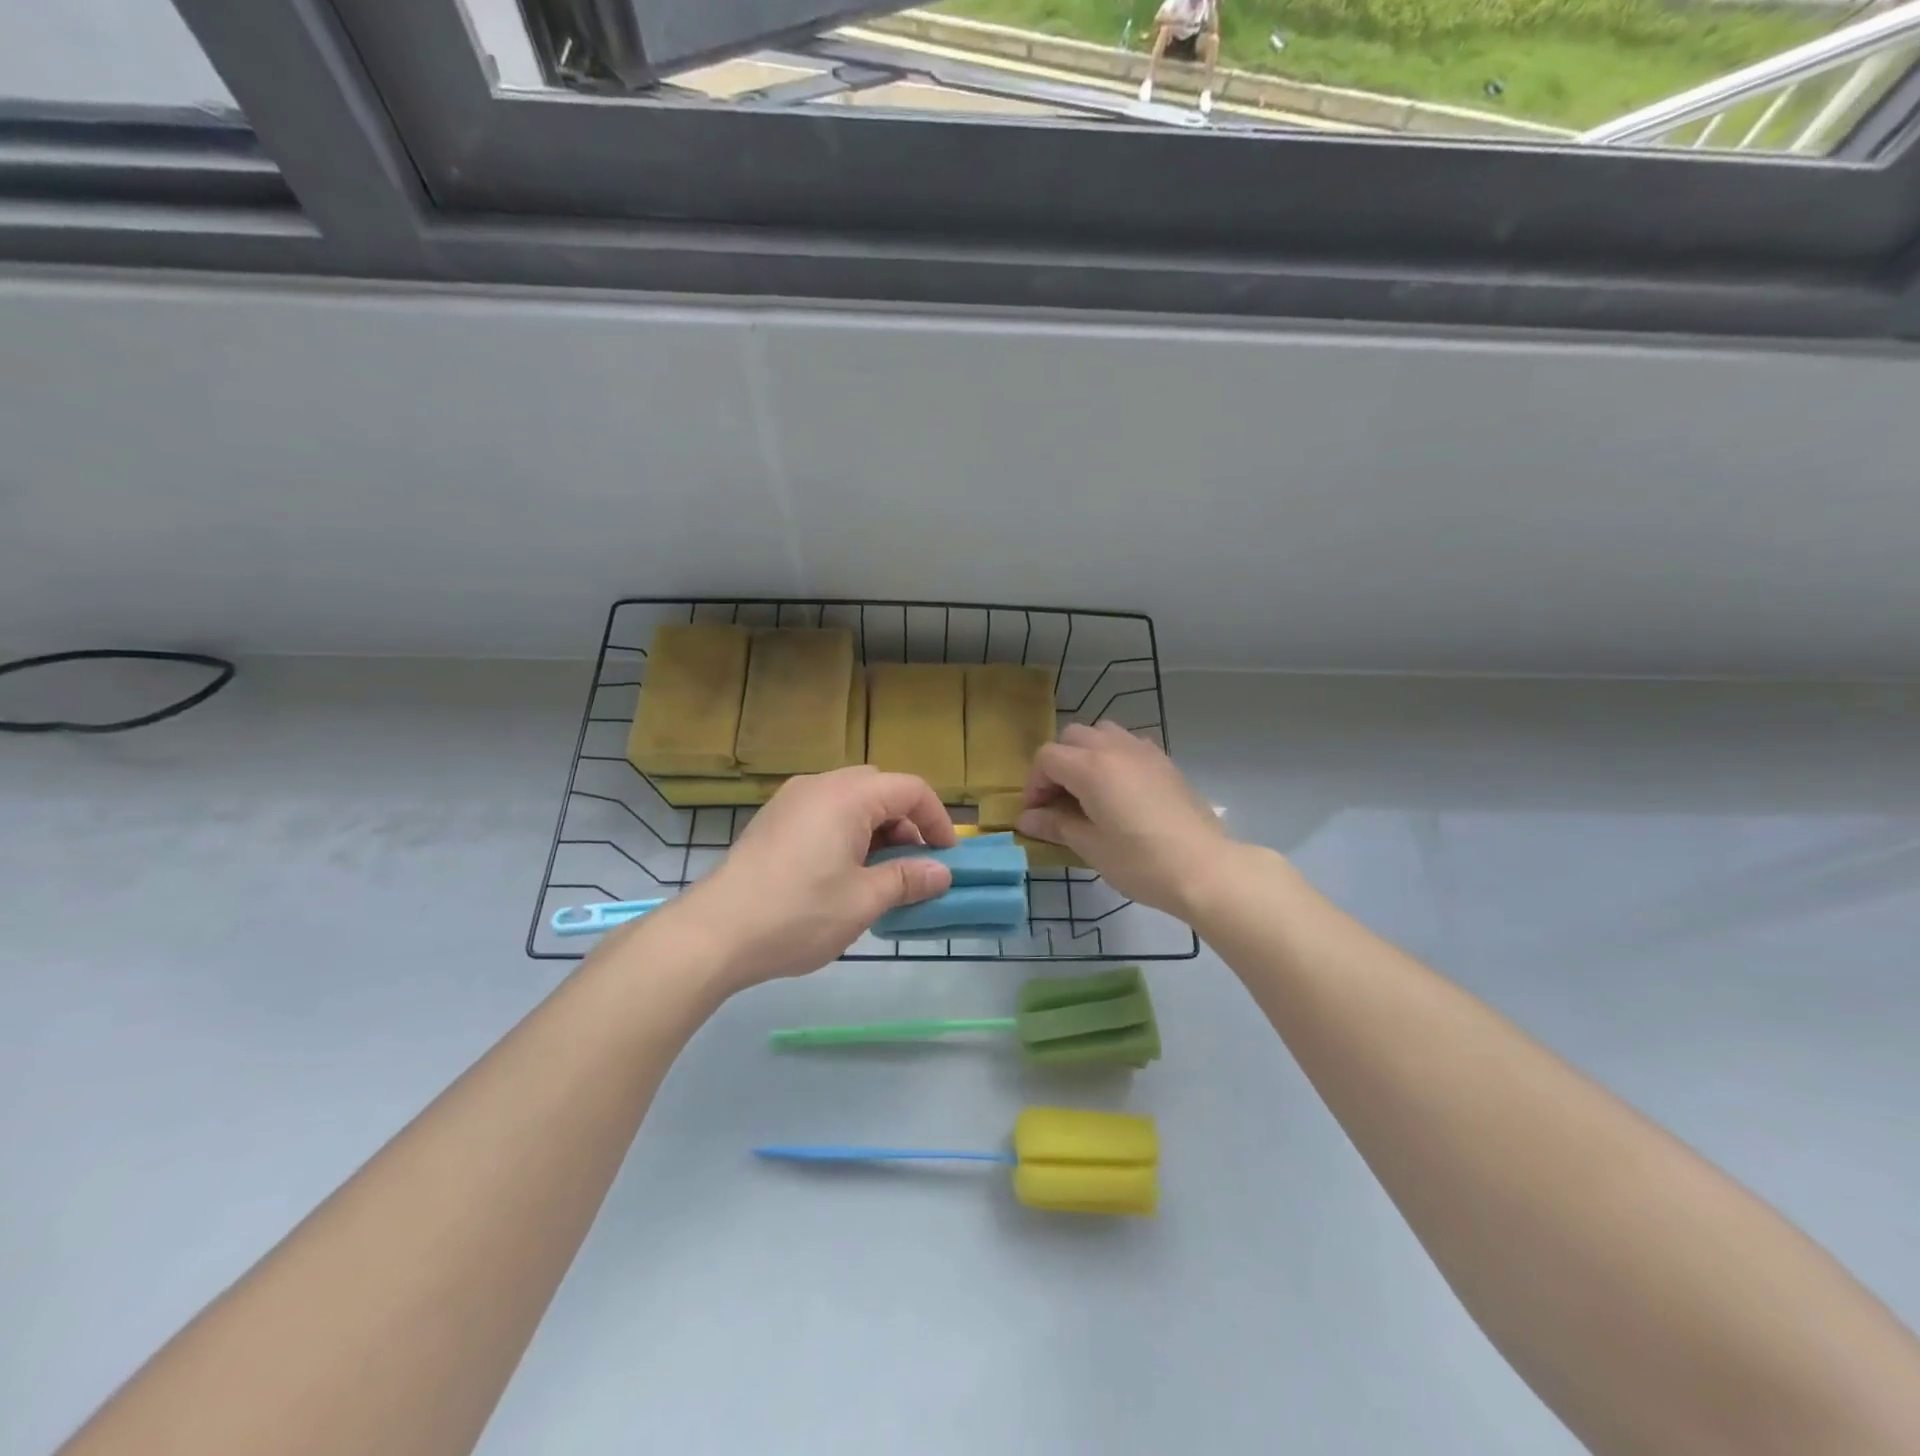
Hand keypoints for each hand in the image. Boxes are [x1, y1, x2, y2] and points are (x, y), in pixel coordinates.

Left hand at [650, 767, 955, 990]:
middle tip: (914, 866)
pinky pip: (824, 813)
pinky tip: (841, 875)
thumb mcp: (863, 900)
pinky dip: (846, 833)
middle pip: (880, 789)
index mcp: (847, 795)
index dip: (937, 819)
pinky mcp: (772, 821)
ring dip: (876, 830)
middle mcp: (819, 785)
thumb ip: (908, 879)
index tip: (947, 858)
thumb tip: (942, 873)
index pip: (910, 788)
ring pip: (850, 801)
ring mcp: (790, 801)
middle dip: (906, 823)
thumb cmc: (798, 913)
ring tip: (879, 875)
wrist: (714, 933)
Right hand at [1018, 722, 1232, 917]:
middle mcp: (1115, 749)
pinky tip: (1119, 791)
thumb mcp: (1091, 847)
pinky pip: (1128, 744)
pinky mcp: (1164, 762)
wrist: (1204, 868)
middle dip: (1058, 764)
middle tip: (1059, 801)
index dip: (1035, 784)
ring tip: (1089, 791)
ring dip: (1086, 754)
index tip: (1037, 814)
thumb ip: (1056, 825)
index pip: (1047, 758)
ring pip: (1102, 733)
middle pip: (1072, 737)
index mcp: (1091, 768)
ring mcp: (1143, 751)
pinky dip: (1113, 757)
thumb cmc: (1141, 862)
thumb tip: (1026, 819)